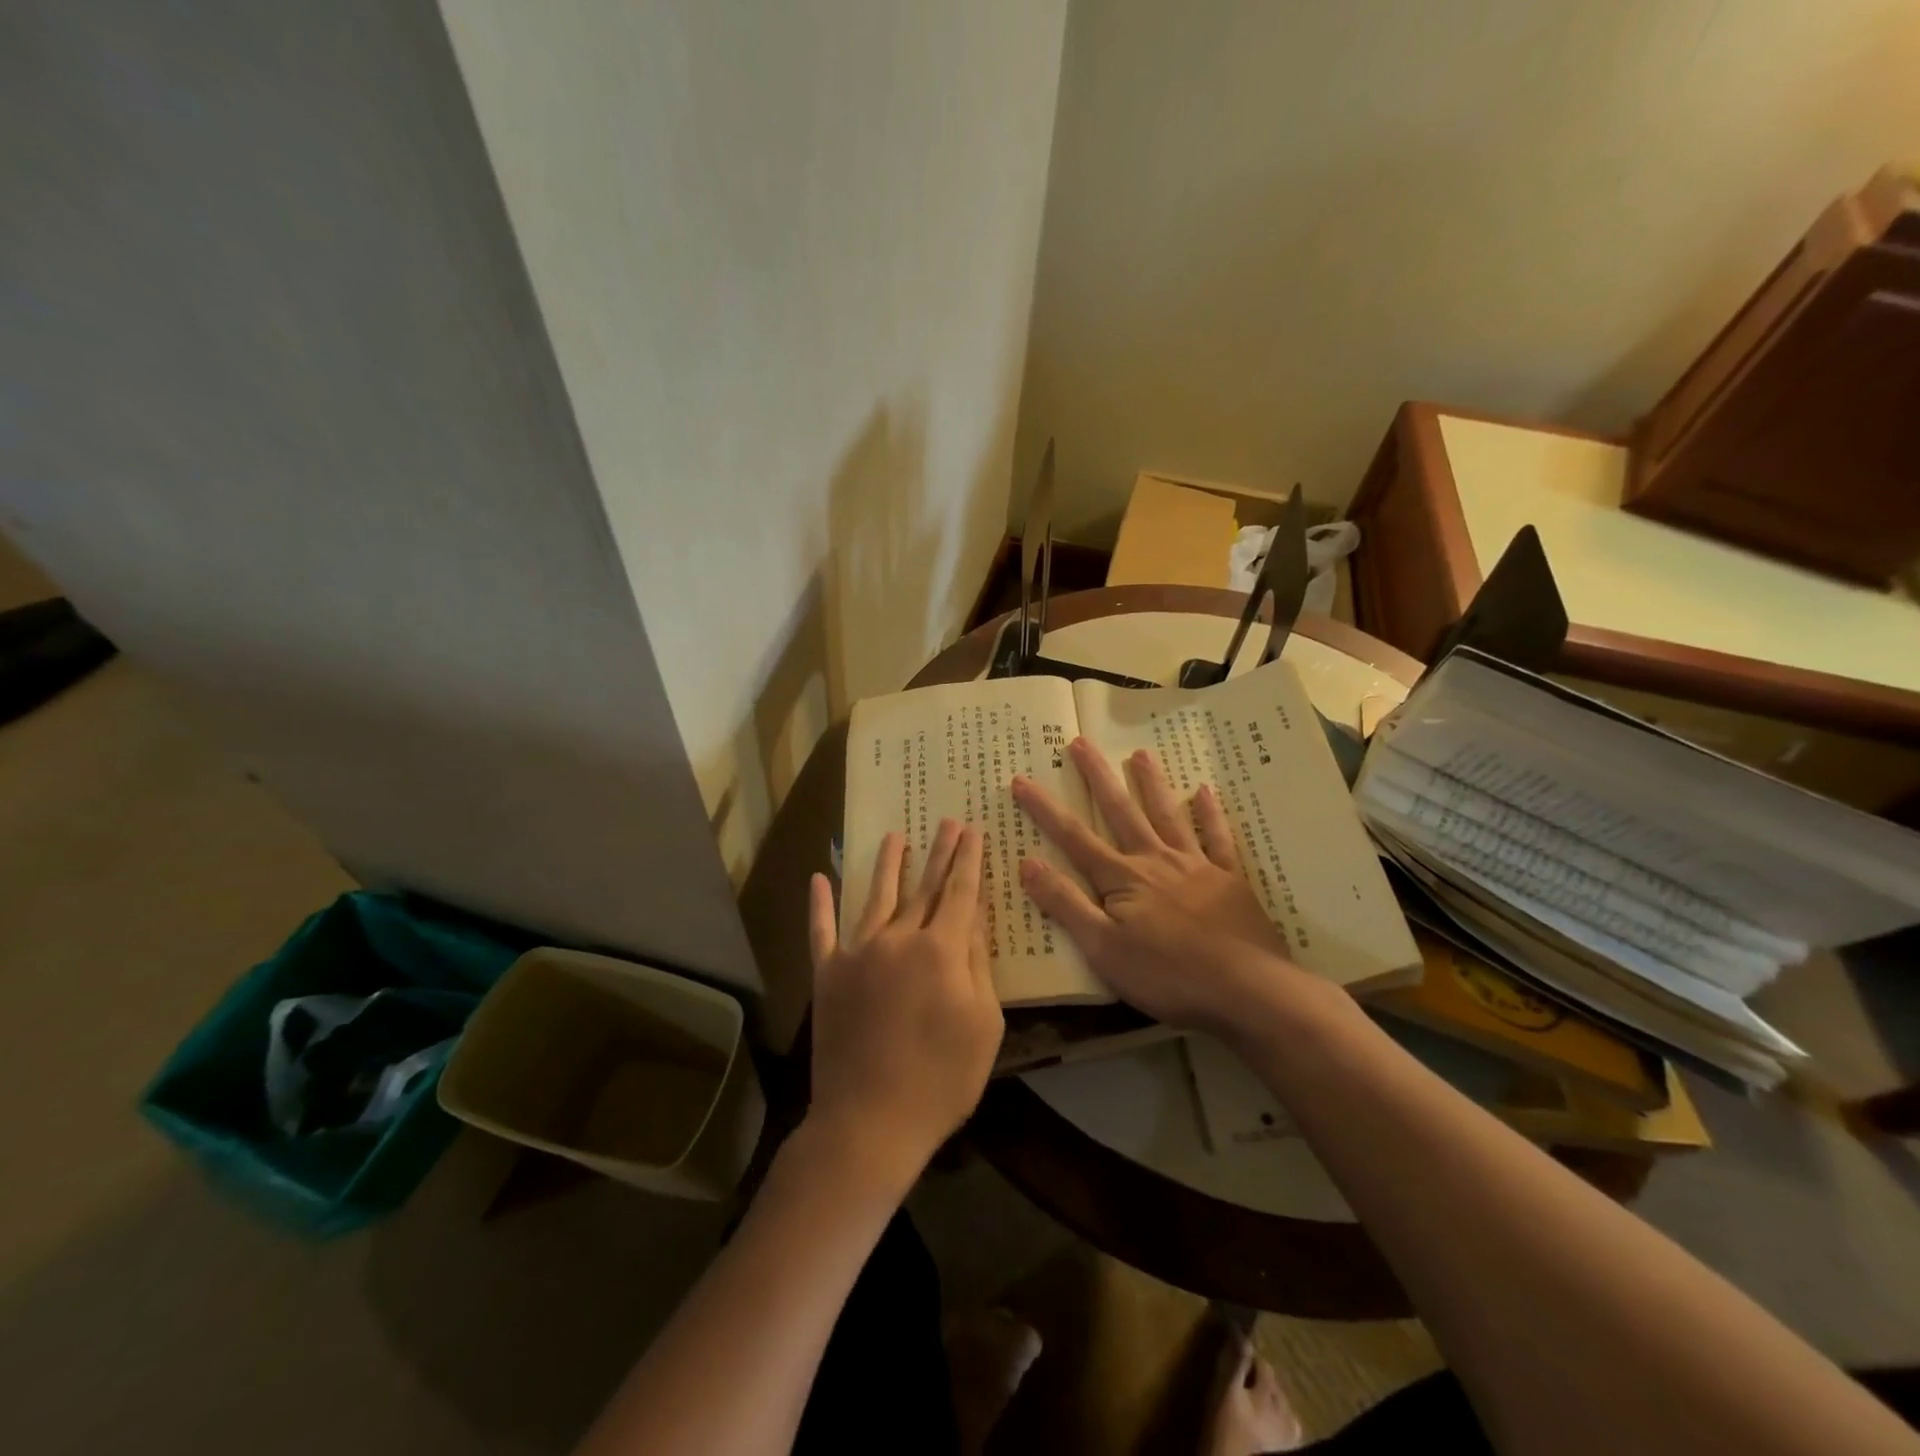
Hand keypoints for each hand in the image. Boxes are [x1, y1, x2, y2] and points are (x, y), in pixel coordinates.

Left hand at [805, 820, 1003, 1191]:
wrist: (870, 1121)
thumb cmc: (941, 1079)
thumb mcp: (983, 1025)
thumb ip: (977, 966)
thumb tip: (972, 920)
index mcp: (941, 950)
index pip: (960, 893)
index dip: (968, 860)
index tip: (973, 831)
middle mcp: (898, 939)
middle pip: (923, 887)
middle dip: (939, 852)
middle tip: (947, 821)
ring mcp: (857, 953)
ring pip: (876, 897)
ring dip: (887, 864)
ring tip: (895, 836)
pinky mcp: (827, 974)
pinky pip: (821, 931)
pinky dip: (820, 904)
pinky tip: (818, 878)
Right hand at [1012, 740, 1315, 1035]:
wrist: (1247, 990)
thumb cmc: (1167, 975)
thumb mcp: (1103, 949)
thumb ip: (1066, 904)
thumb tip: (1027, 862)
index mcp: (1123, 879)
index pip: (1074, 837)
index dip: (1045, 809)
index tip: (1022, 779)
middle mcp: (1156, 861)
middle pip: (1121, 812)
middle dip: (1097, 777)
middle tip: (1080, 742)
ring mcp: (1196, 866)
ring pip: (1167, 815)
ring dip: (1151, 783)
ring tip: (1139, 753)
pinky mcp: (1230, 879)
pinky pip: (1217, 838)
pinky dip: (1209, 814)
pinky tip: (1205, 791)